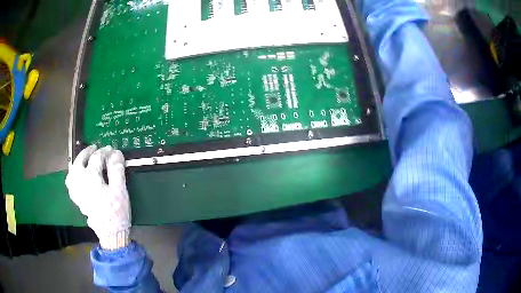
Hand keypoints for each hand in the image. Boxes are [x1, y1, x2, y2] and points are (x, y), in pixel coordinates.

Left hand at [66, 145, 130, 249]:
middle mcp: (80, 182)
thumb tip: (115, 153)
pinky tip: (77, 177)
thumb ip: (116, 169)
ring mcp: (77, 192)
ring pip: (72, 172)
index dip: (105, 152)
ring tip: (84, 160)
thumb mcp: (120, 190)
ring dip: (77, 163)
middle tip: (95, 148)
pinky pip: (71, 184)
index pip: (96, 158)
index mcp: (91, 178)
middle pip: (80, 161)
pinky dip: (73, 177)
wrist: (111, 234)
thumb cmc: (117, 211)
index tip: (112, 150)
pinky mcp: (78, 200)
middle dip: (87, 152)